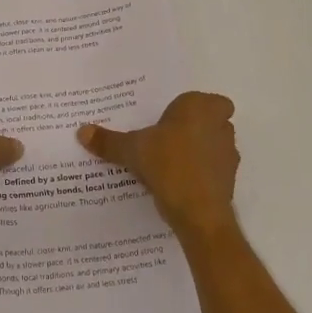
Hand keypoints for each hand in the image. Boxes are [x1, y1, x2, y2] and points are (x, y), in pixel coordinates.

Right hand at [78, 92, 240, 244]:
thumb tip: (81, 131)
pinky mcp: (230, 180)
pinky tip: (178, 184)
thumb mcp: (132, 150)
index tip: (169, 120)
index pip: (202, 99)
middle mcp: (220, 125)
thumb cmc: (168, 165)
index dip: (188, 108)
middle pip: (209, 121)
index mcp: (200, 107)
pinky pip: (213, 170)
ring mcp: (229, 153)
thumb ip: (109, 141)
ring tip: (168, 164)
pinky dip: (200, 174)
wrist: (199, 212)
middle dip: (192, 129)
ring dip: (198, 152)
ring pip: (213, 145)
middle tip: (165, 139)